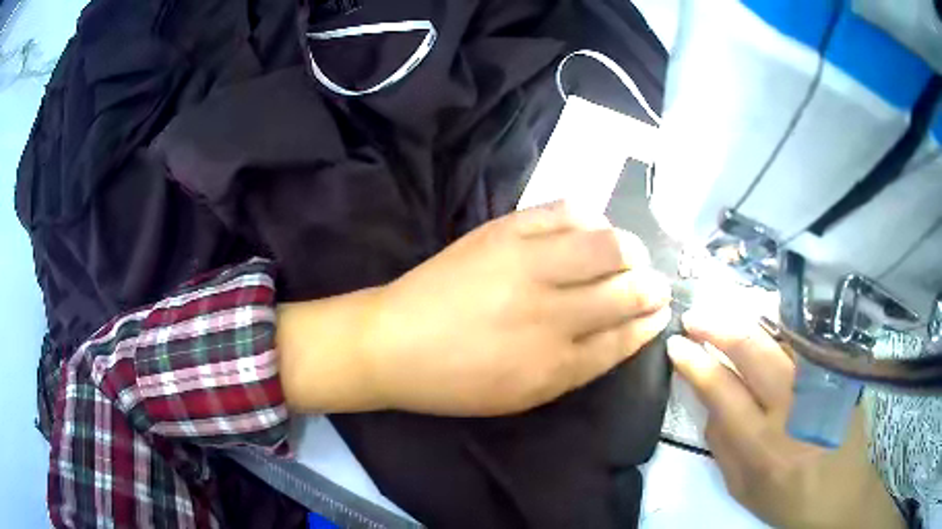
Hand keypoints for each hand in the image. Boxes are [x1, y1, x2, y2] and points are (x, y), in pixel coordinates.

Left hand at [278, 202, 670, 415]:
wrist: (393, 343)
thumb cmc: (456, 381)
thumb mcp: (523, 395)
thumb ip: (577, 367)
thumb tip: (622, 333)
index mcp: (555, 365)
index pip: (625, 337)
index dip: (649, 321)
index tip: (661, 311)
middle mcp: (551, 314)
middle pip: (627, 290)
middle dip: (652, 285)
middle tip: (653, 283)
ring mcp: (528, 264)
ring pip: (607, 246)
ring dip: (629, 249)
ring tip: (628, 254)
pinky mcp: (505, 231)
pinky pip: (565, 211)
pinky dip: (589, 216)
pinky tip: (591, 227)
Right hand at [667, 309, 904, 528]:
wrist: (840, 495)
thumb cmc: (786, 499)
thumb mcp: (742, 488)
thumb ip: (721, 446)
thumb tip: (709, 402)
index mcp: (762, 445)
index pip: (722, 390)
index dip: (695, 363)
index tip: (676, 345)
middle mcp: (793, 407)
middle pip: (753, 350)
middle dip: (718, 327)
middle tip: (694, 317)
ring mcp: (820, 383)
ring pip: (782, 335)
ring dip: (748, 320)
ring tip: (724, 316)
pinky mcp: (838, 373)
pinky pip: (805, 341)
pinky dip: (781, 328)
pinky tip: (766, 323)